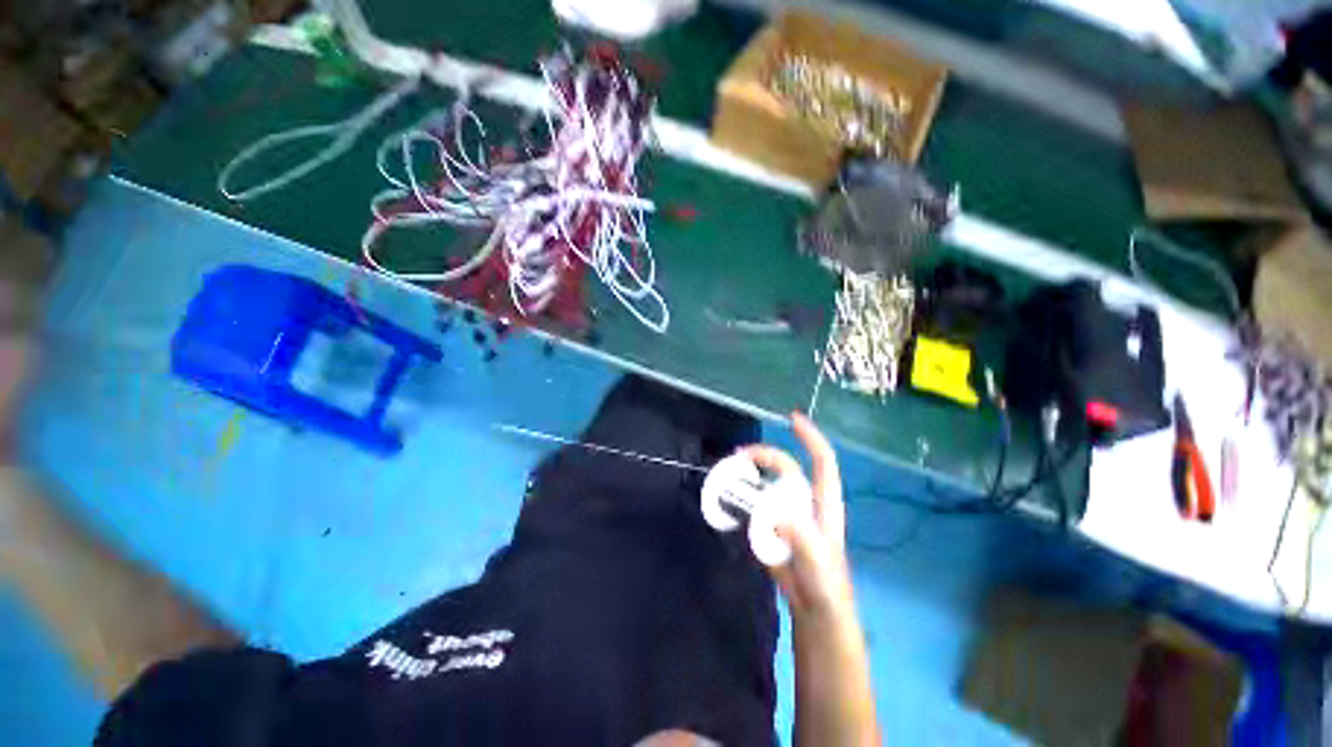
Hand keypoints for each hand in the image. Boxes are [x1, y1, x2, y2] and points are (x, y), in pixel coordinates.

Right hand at [740, 412, 854, 622]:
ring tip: (727, 475)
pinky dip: (741, 498)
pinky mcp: (771, 527)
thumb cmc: (826, 589)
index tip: (791, 417)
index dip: (809, 437)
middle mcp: (805, 501)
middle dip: (763, 456)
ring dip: (749, 475)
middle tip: (737, 458)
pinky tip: (726, 500)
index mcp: (823, 503)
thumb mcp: (818, 566)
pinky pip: (755, 505)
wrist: (814, 613)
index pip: (822, 461)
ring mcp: (786, 513)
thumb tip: (776, 512)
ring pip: (767, 483)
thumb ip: (802, 539)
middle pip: (784, 467)